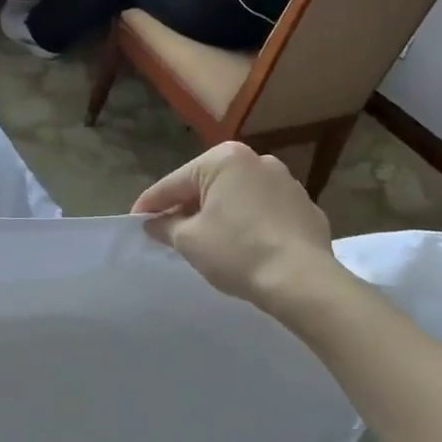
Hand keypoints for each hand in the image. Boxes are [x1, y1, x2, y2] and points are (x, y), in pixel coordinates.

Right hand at [132, 142, 334, 305]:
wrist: (303, 281)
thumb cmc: (238, 252)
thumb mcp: (189, 240)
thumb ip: (165, 226)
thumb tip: (154, 223)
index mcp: (224, 159)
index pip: (174, 182)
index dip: (150, 204)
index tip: (135, 220)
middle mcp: (257, 160)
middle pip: (207, 185)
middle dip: (187, 207)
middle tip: (169, 233)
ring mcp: (286, 182)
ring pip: (238, 197)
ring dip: (220, 213)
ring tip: (208, 241)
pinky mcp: (305, 207)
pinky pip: (264, 211)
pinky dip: (249, 223)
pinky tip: (245, 246)